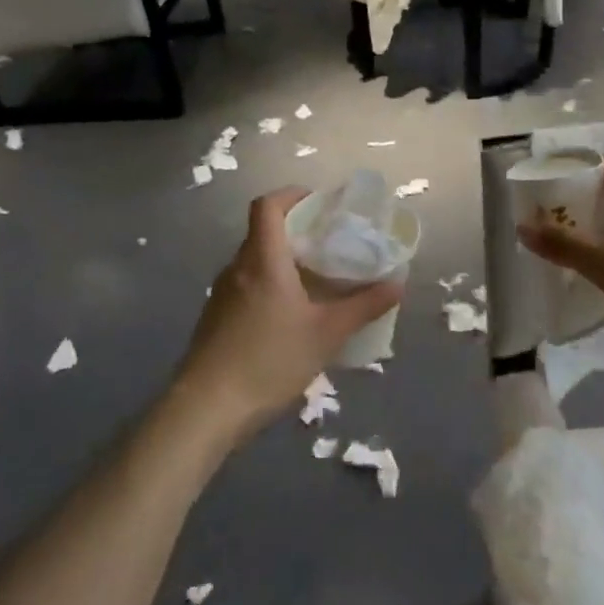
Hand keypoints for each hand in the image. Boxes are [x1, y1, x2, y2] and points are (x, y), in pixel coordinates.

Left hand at [172, 187, 402, 440]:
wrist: (206, 409)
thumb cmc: (269, 360)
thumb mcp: (327, 333)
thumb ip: (364, 306)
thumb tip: (398, 284)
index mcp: (263, 260)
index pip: (267, 205)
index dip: (292, 195)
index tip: (319, 203)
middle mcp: (237, 268)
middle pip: (263, 232)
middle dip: (296, 230)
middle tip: (330, 244)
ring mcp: (222, 295)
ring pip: (255, 261)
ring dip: (283, 261)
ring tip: (316, 280)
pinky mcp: (215, 319)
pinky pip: (246, 286)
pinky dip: (269, 286)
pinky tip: (290, 316)